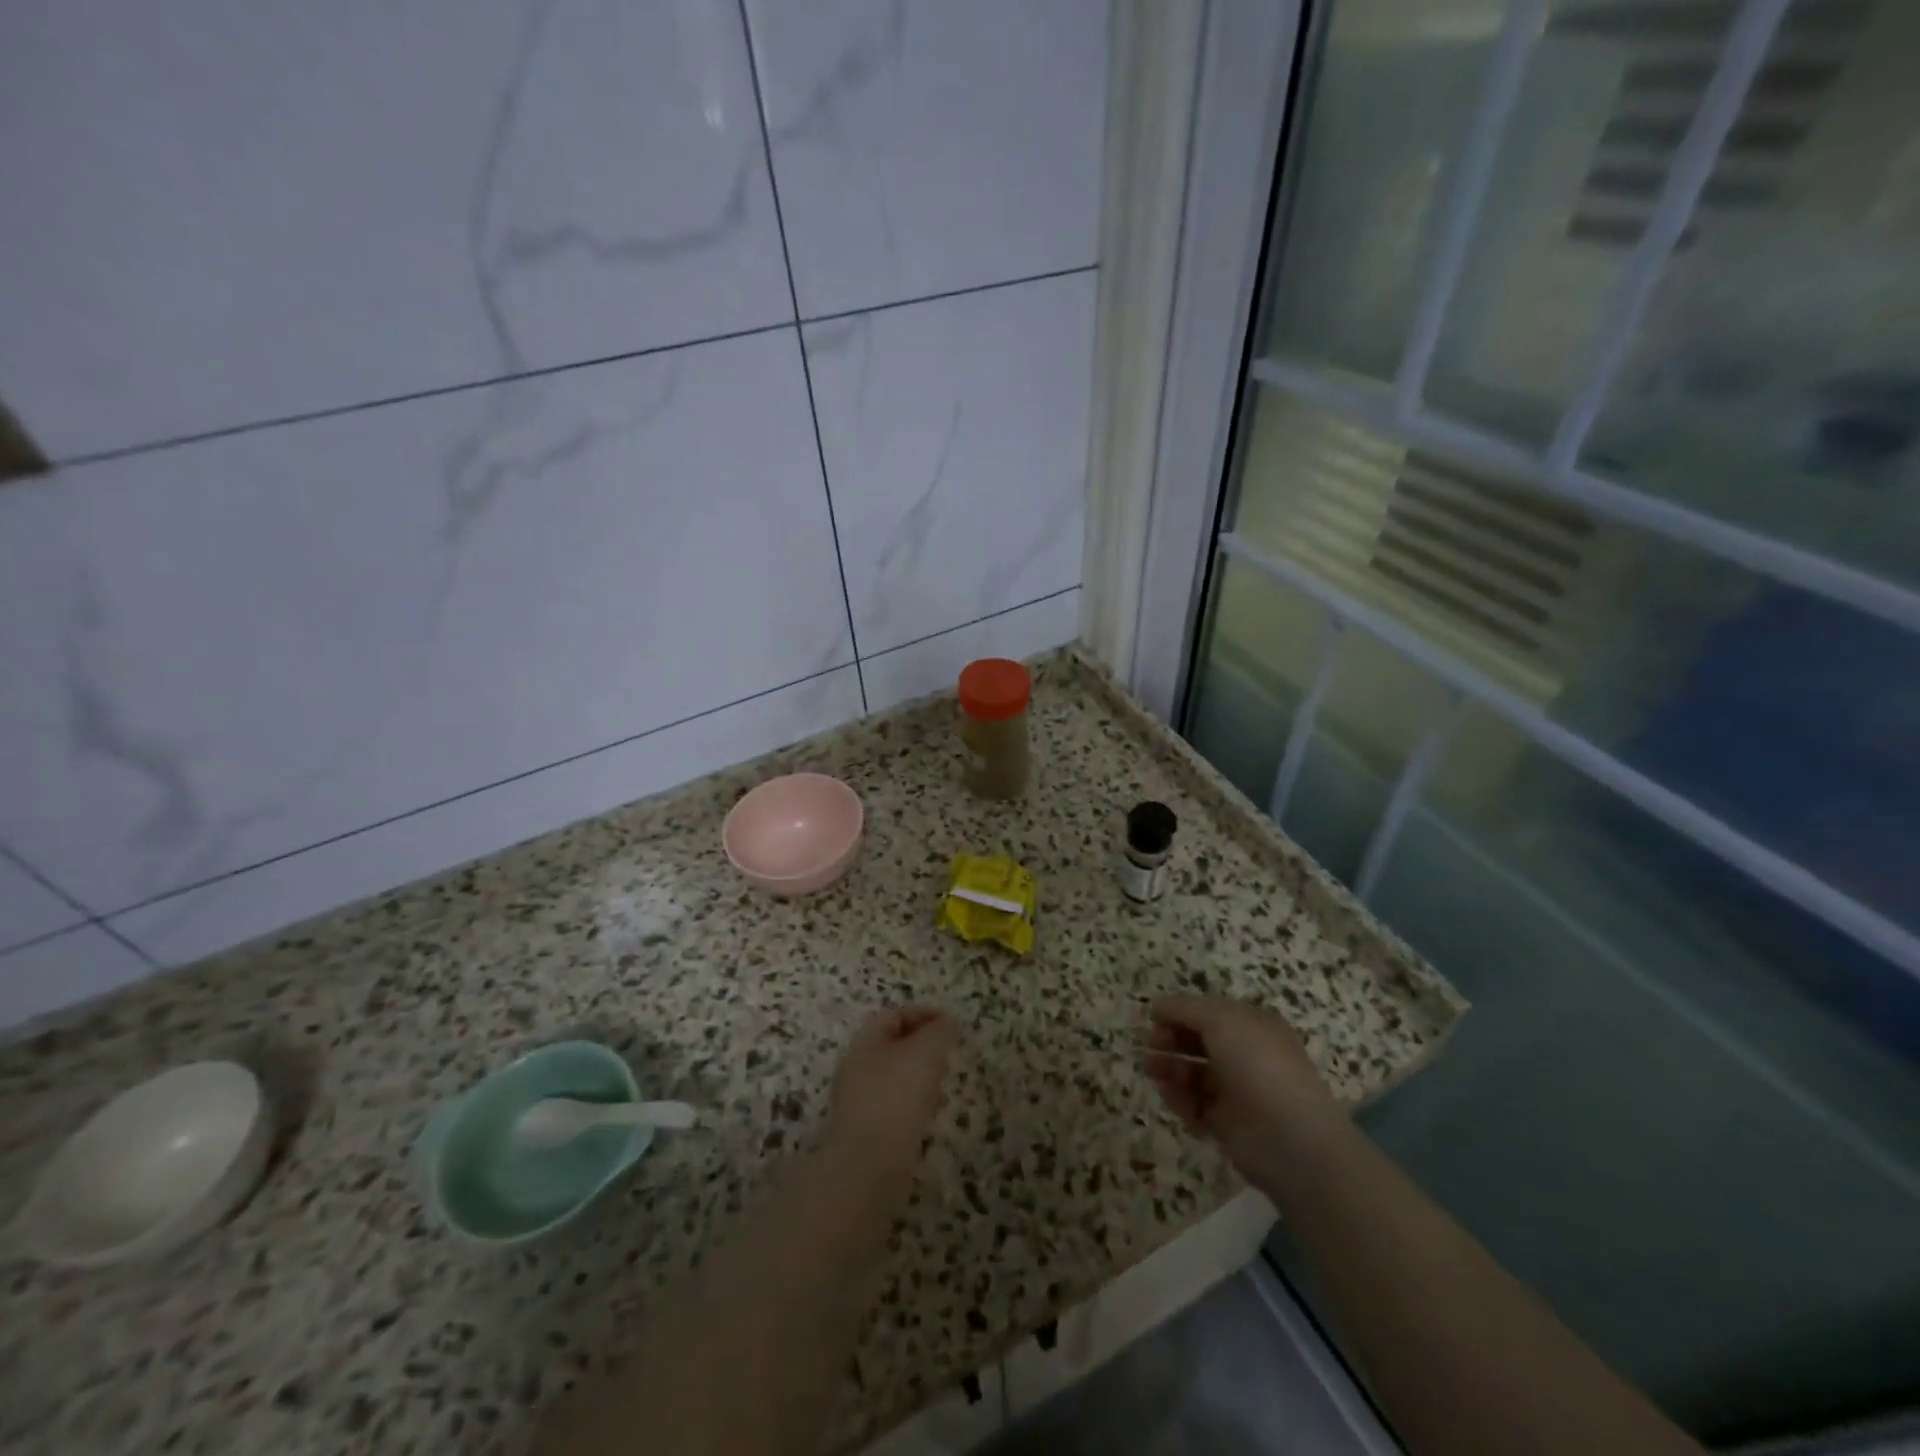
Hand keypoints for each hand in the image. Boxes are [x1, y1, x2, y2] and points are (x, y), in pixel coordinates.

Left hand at [827, 1006, 959, 1167]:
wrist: (869, 1167)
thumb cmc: (897, 1097)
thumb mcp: (925, 1052)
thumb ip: (939, 1031)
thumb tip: (947, 1023)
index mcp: (865, 1042)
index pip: (895, 1016)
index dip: (924, 1015)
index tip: (952, 1026)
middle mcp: (857, 1068)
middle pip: (894, 1047)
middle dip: (925, 1048)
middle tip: (949, 1056)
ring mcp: (859, 1102)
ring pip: (896, 1078)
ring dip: (922, 1078)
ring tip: (943, 1089)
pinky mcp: (867, 1131)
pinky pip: (895, 1107)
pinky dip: (915, 1105)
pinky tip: (930, 1117)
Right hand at [1143, 994, 1345, 1184]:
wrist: (1290, 1138)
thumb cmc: (1257, 1064)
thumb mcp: (1220, 1019)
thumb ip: (1184, 1008)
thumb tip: (1158, 1005)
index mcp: (1253, 1026)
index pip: (1210, 1013)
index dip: (1181, 1012)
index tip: (1153, 1016)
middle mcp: (1247, 1056)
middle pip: (1201, 1042)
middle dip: (1172, 1039)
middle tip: (1148, 1042)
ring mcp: (1239, 1092)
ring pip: (1196, 1074)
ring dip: (1170, 1068)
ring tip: (1148, 1068)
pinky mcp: (1229, 1125)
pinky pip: (1197, 1106)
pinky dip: (1180, 1099)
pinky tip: (1166, 1093)